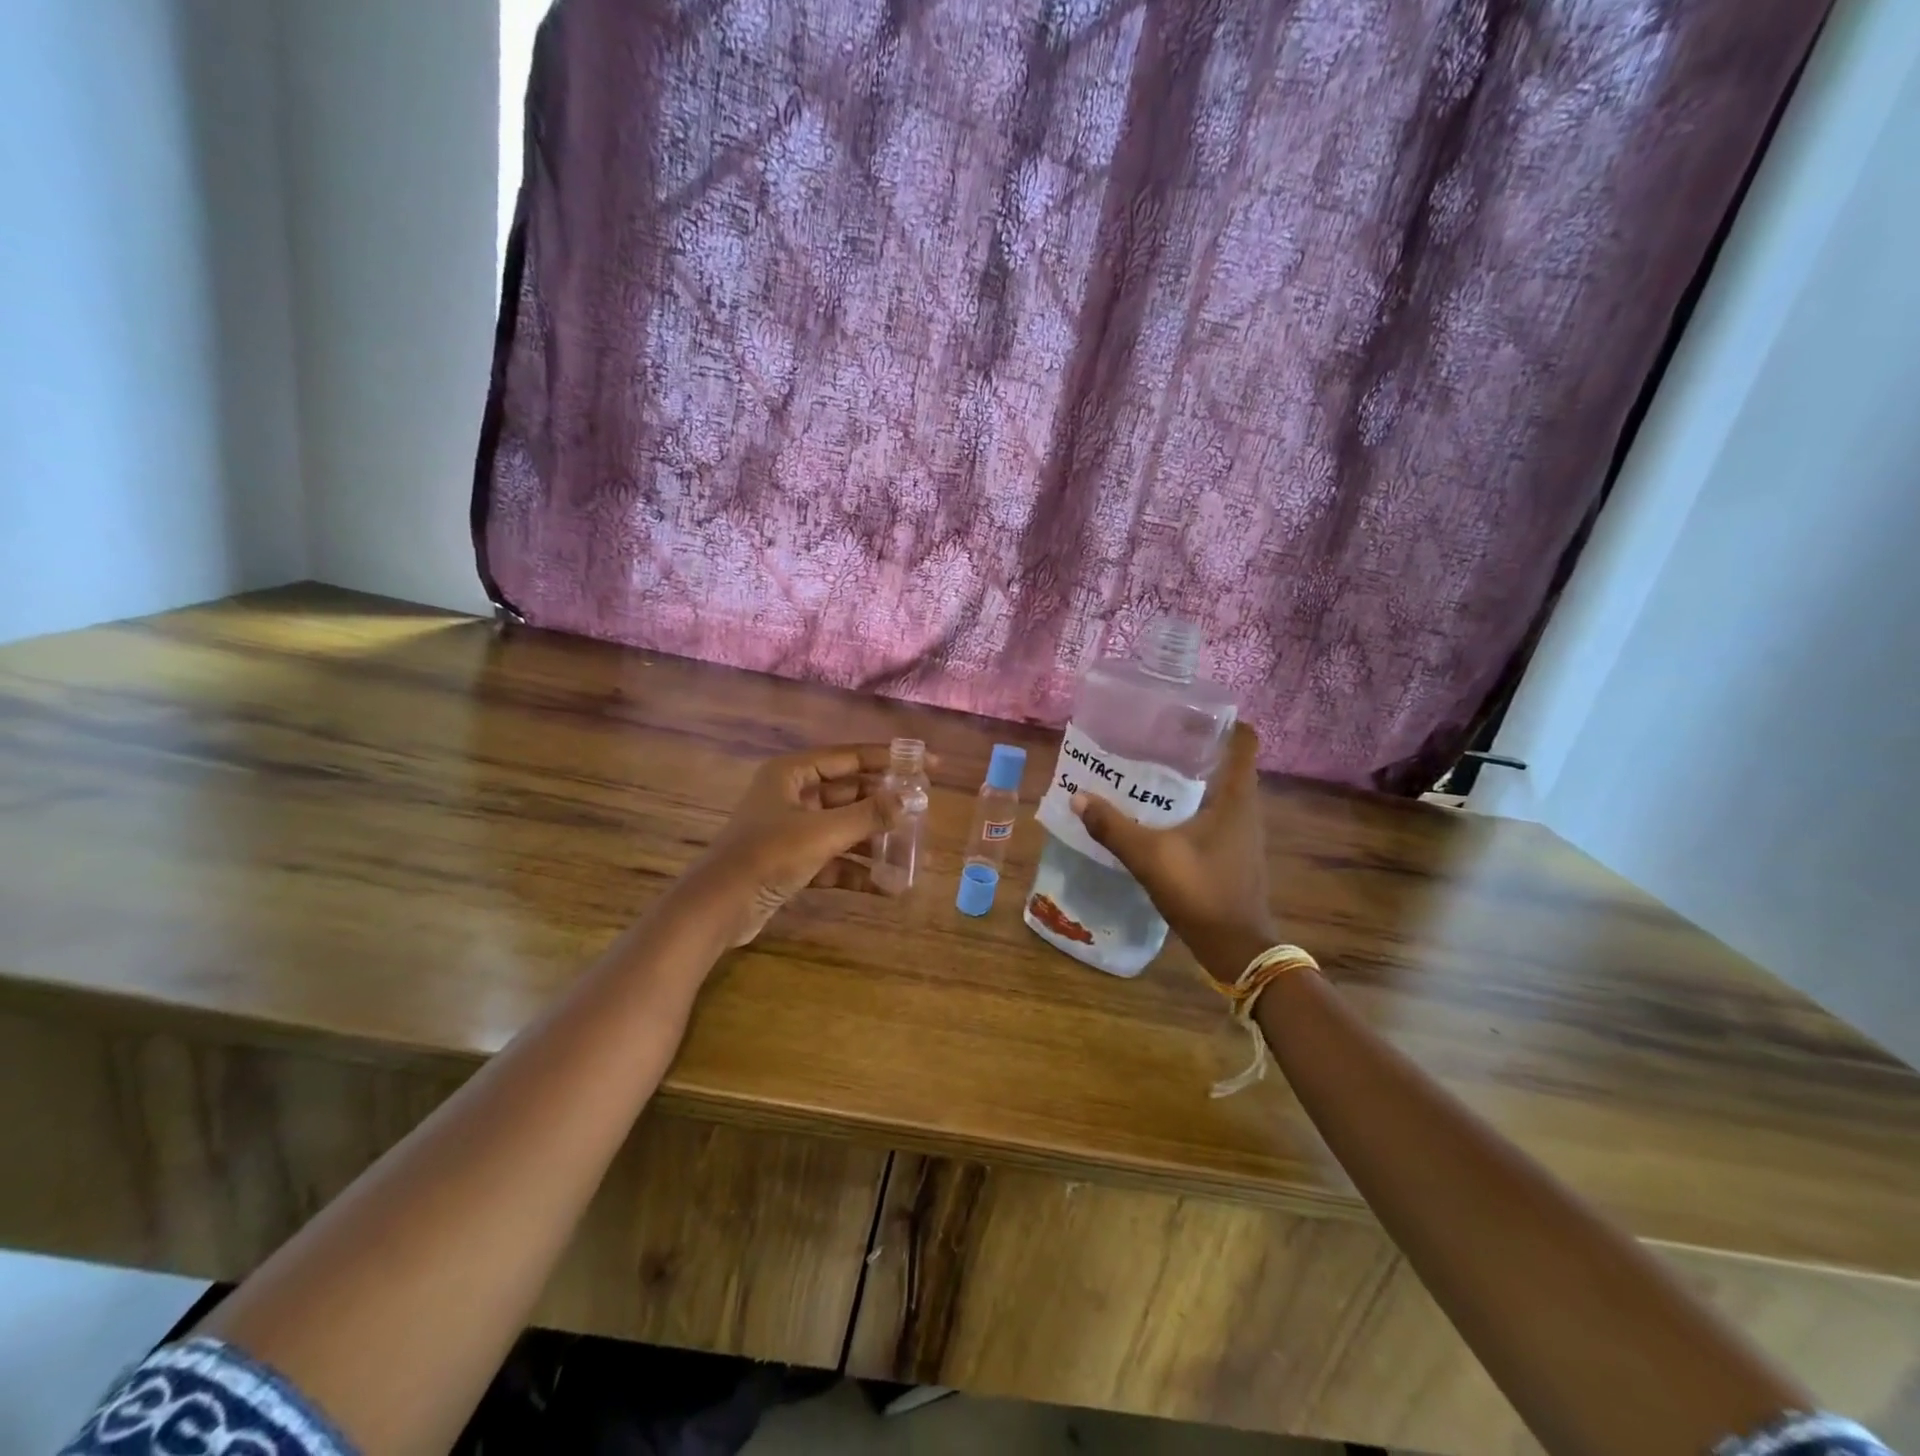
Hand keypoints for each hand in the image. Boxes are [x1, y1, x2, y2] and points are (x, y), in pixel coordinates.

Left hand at [692, 743, 921, 944]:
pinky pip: (834, 859)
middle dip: (885, 805)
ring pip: (844, 828)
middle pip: (850, 794)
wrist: (718, 908)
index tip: (927, 764)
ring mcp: (792, 830)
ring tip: (915, 853)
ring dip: (876, 841)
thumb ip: (868, 815)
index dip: (890, 759)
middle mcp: (792, 796)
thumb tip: (908, 800)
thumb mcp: (823, 832)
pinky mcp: (792, 862)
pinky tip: (889, 886)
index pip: (850, 757)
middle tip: (923, 811)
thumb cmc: (769, 855)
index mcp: (792, 774)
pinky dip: (858, 870)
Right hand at [1071, 723, 1278, 980]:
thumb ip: (1113, 827)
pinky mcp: (1233, 852)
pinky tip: (1159, 814)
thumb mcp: (1150, 857)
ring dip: (1190, 778)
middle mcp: (1246, 808)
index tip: (1187, 712)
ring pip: (1218, 790)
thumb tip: (1077, 798)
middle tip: (1152, 737)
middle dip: (1193, 747)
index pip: (1243, 742)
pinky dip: (1190, 805)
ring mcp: (1242, 832)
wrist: (1237, 948)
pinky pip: (1213, 814)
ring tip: (1149, 770)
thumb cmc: (1202, 892)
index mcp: (1236, 798)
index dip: (1221, 721)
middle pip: (1226, 762)